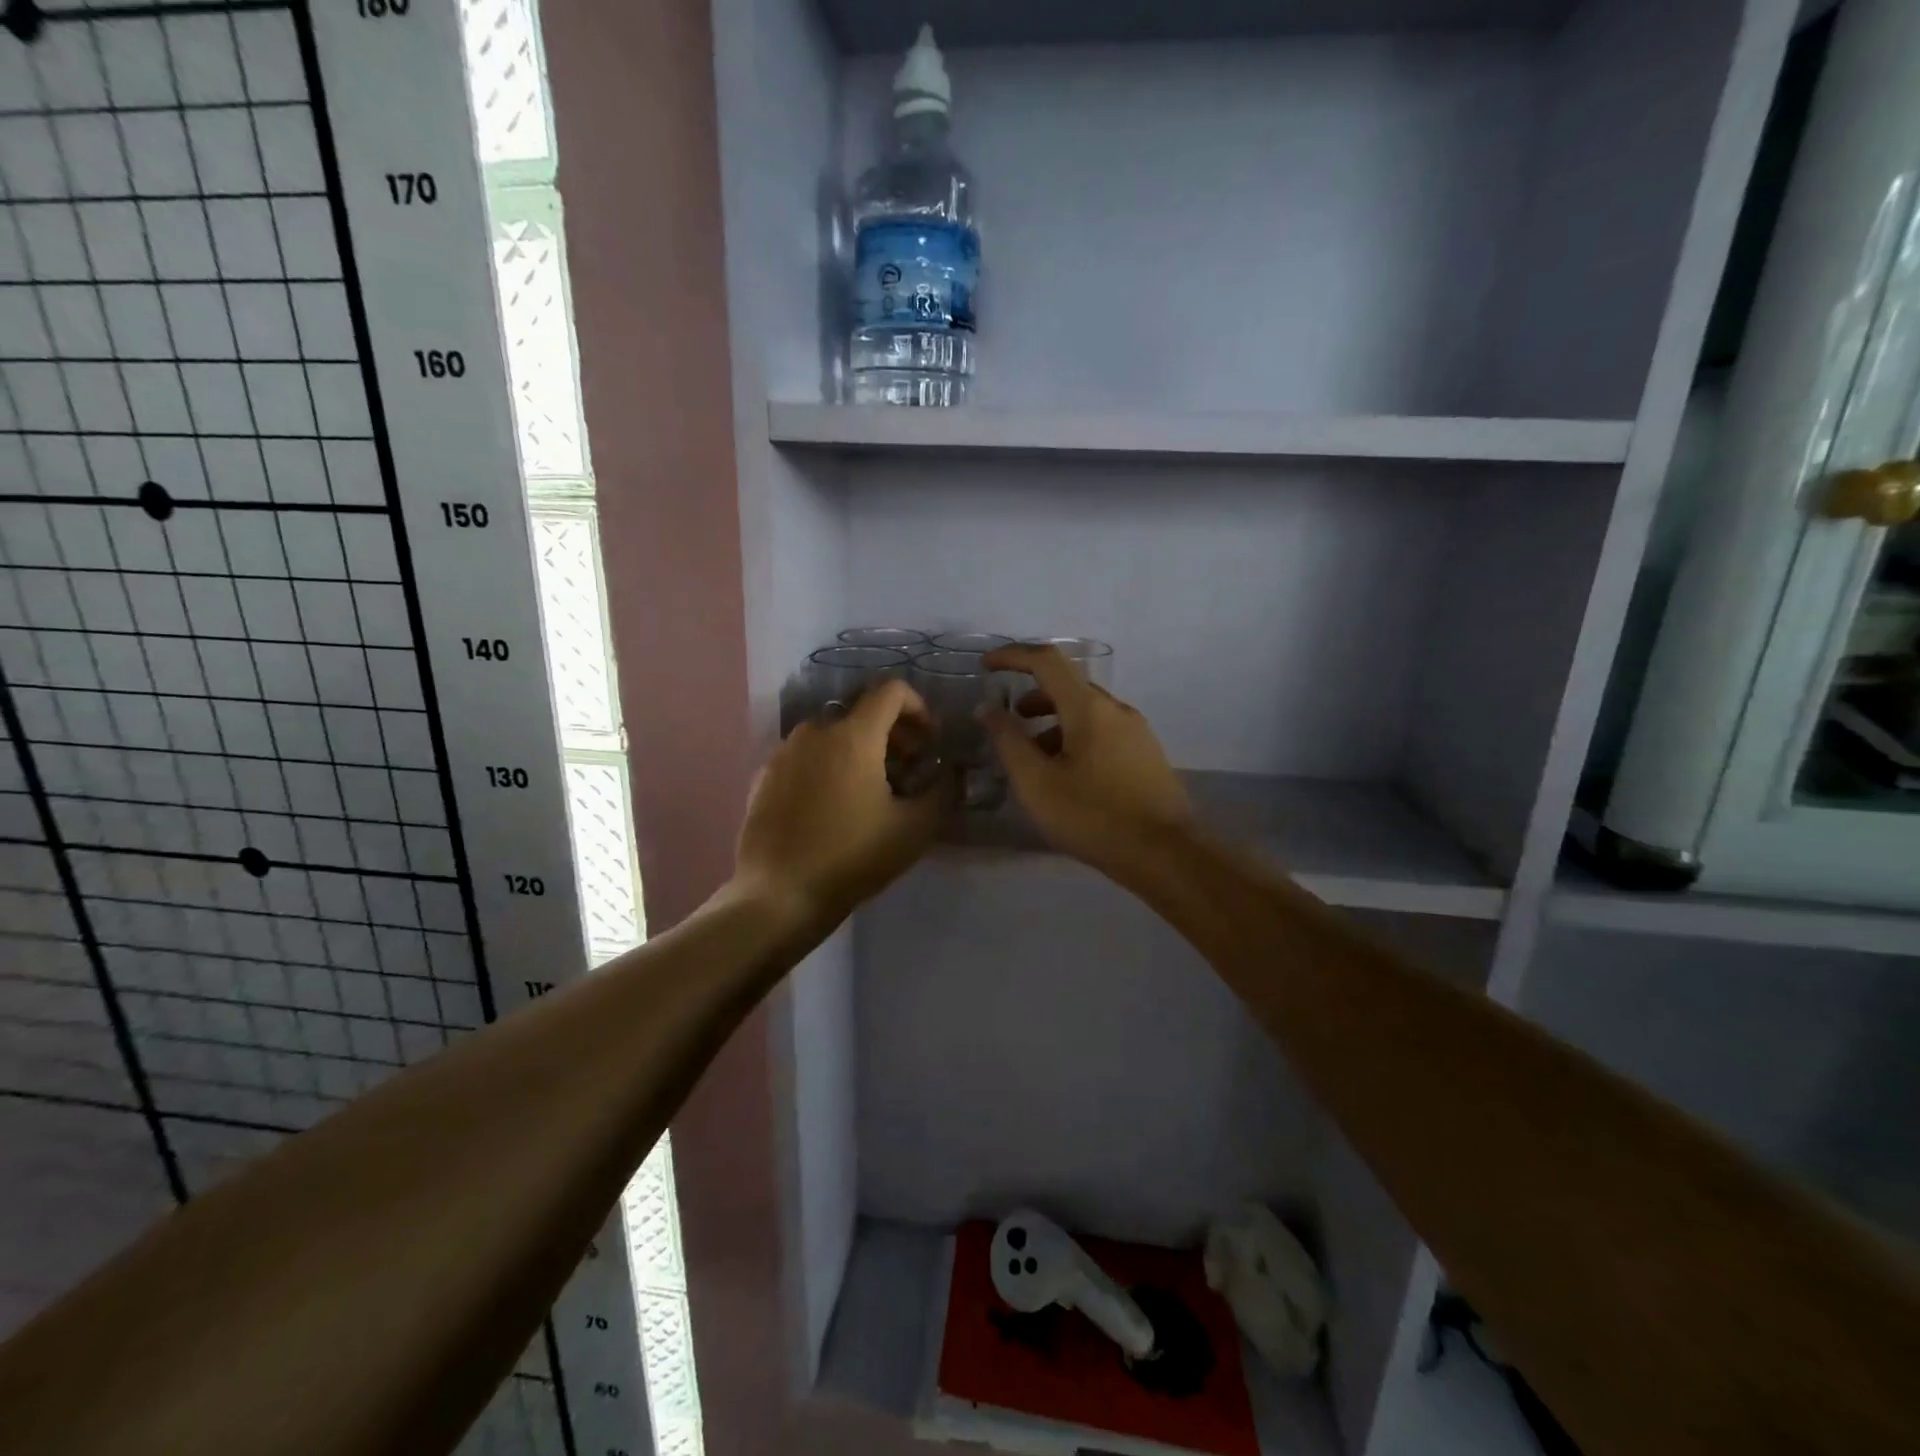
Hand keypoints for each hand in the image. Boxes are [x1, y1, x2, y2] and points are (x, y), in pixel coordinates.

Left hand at [736, 679, 955, 927]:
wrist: (777, 894)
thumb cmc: (852, 857)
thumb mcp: (914, 829)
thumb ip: (944, 790)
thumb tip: (954, 771)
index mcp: (853, 735)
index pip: (891, 691)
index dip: (920, 708)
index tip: (929, 743)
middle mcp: (815, 731)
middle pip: (863, 713)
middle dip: (894, 735)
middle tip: (909, 772)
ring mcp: (784, 752)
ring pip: (833, 735)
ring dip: (861, 751)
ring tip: (872, 792)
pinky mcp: (765, 775)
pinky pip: (807, 756)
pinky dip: (829, 766)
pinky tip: (834, 807)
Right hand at [982, 645, 1192, 875]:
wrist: (1165, 854)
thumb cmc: (1093, 816)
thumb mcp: (1037, 783)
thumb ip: (1009, 741)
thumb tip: (988, 708)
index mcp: (1089, 708)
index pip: (1047, 661)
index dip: (1013, 656)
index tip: (986, 666)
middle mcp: (1116, 709)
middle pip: (1068, 685)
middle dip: (1032, 695)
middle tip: (1007, 721)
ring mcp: (1136, 732)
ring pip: (1086, 711)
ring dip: (1052, 721)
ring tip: (1032, 756)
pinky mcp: (1145, 755)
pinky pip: (1102, 731)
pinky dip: (1074, 737)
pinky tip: (1065, 774)